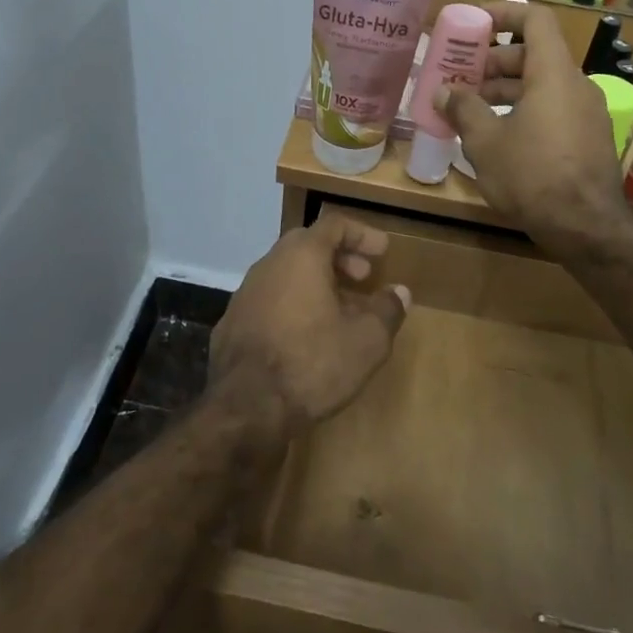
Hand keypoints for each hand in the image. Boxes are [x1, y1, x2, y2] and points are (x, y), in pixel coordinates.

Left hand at [210, 213, 411, 434]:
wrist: (245, 407)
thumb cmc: (312, 363)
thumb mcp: (367, 340)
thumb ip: (387, 310)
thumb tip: (399, 292)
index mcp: (300, 256)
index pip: (334, 224)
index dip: (362, 234)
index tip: (383, 251)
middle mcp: (268, 264)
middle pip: (307, 246)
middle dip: (340, 258)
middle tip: (363, 278)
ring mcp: (245, 294)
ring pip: (287, 274)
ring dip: (317, 284)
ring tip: (342, 311)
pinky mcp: (232, 323)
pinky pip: (271, 300)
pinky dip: (294, 305)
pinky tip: (308, 336)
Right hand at [434, 0, 628, 248]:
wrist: (586, 228)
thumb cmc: (531, 175)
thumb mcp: (485, 142)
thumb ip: (462, 109)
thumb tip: (443, 92)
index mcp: (553, 74)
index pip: (535, 19)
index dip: (504, 12)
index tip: (475, 23)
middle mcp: (576, 85)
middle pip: (534, 54)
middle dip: (494, 61)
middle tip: (462, 77)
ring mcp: (587, 112)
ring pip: (542, 84)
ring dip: (506, 90)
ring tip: (471, 109)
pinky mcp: (588, 138)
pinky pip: (553, 108)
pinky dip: (524, 110)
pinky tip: (498, 136)